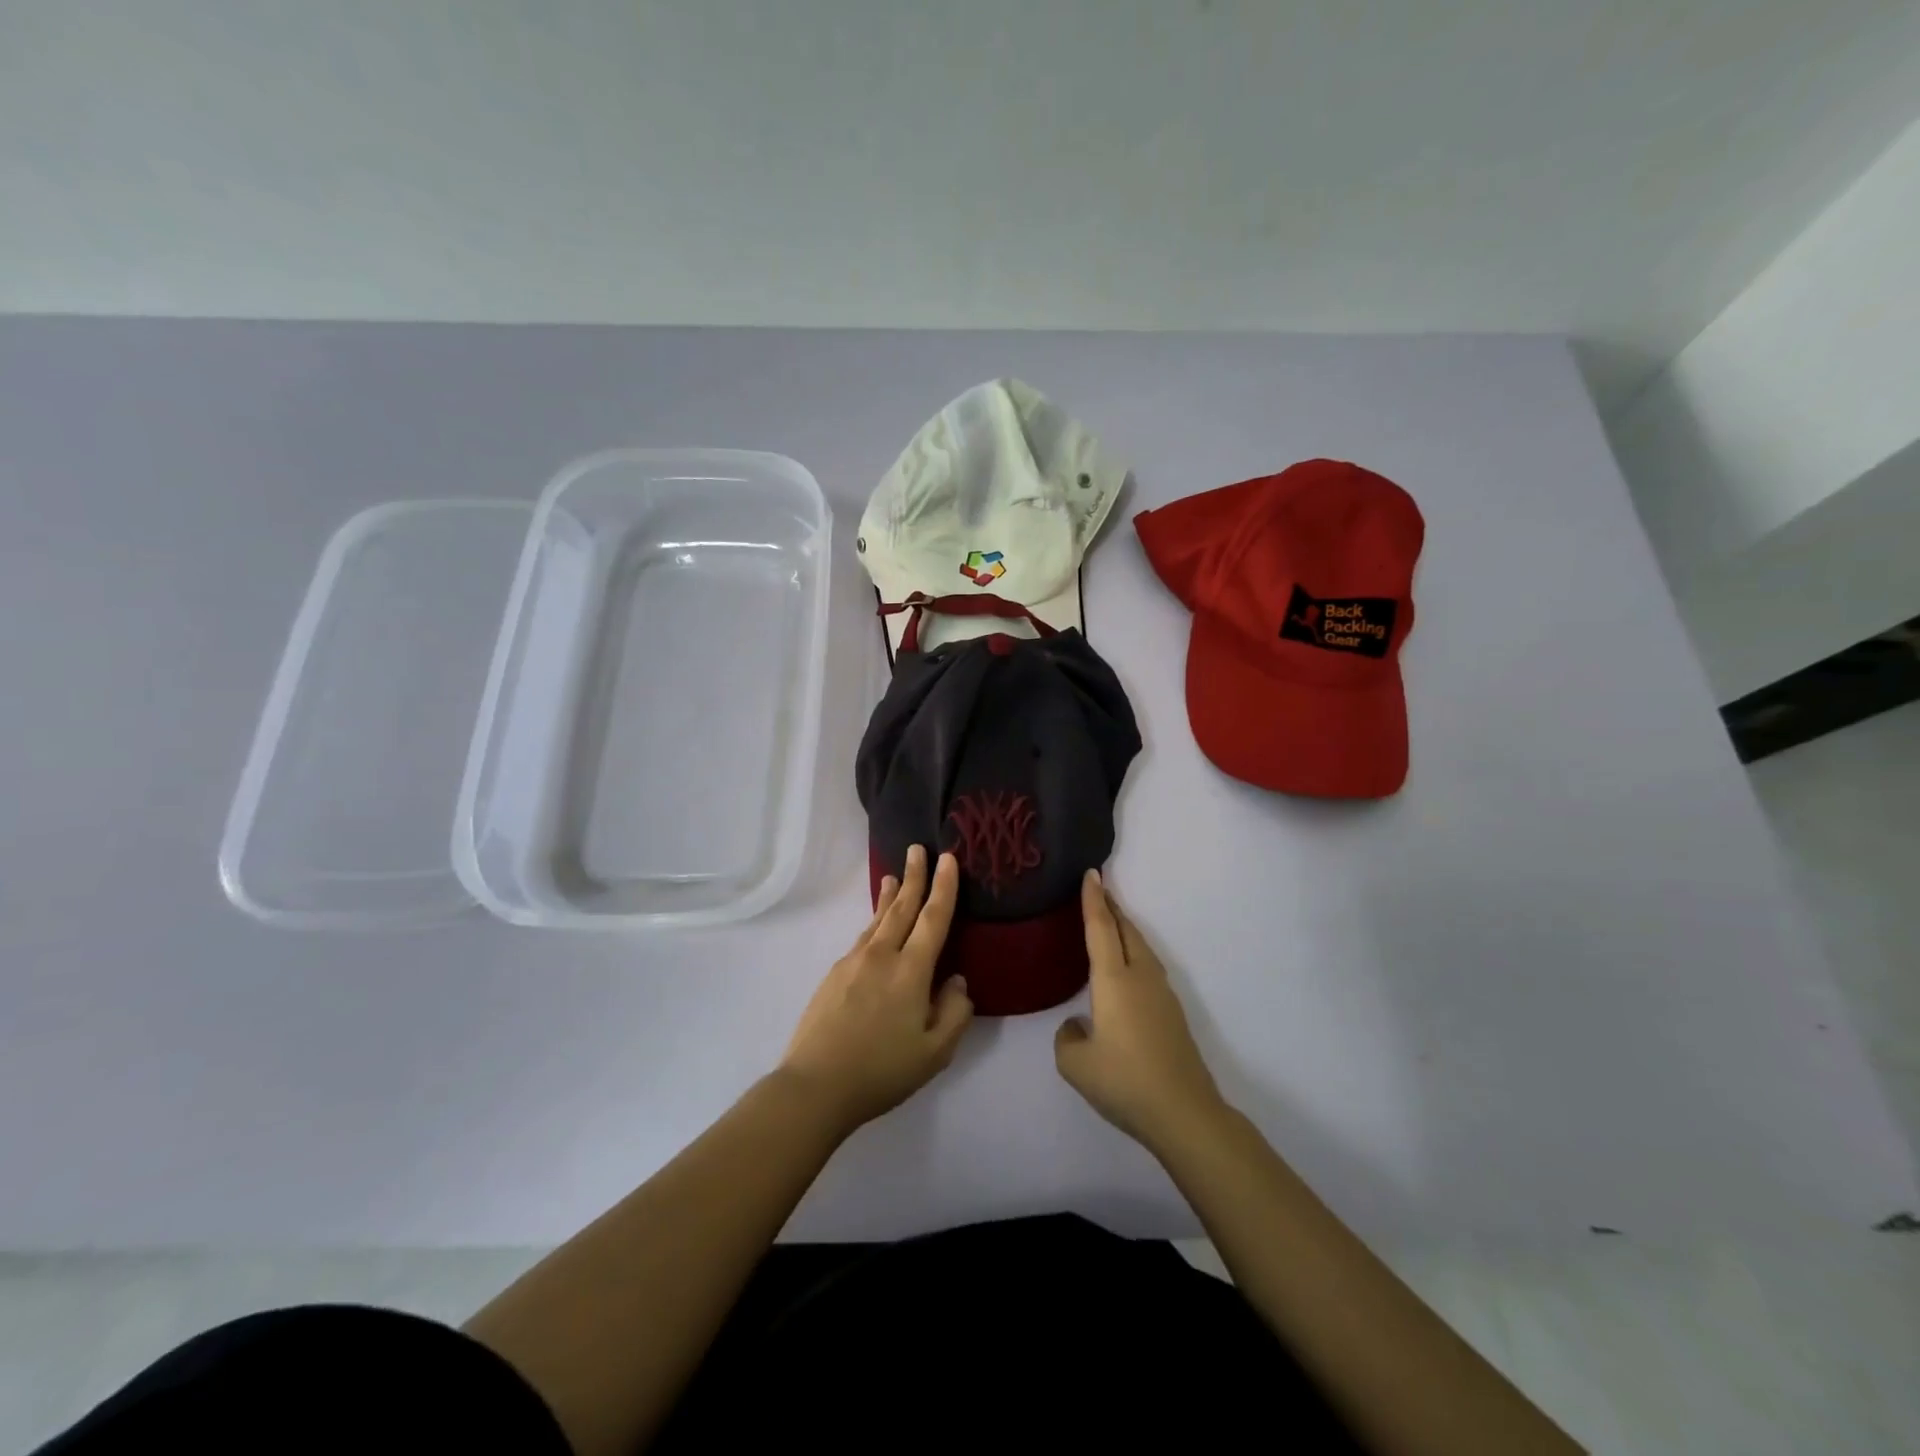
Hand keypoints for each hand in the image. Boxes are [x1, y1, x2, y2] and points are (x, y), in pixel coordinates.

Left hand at [779, 845, 973, 1133]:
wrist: (815, 1086)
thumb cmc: (881, 1071)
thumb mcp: (934, 1053)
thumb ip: (954, 1013)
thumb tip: (957, 981)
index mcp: (910, 971)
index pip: (933, 918)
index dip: (944, 887)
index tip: (948, 859)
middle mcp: (881, 956)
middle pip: (902, 907)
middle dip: (914, 876)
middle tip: (918, 849)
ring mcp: (852, 962)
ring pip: (877, 920)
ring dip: (889, 896)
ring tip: (894, 876)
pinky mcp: (834, 975)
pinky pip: (862, 938)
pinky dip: (874, 922)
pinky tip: (875, 929)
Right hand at [1054, 871, 1226, 1151]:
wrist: (1184, 1112)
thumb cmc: (1125, 1082)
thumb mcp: (1076, 1065)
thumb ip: (1067, 1038)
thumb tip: (1078, 1026)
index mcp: (1114, 980)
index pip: (1100, 928)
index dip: (1093, 900)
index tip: (1092, 873)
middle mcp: (1140, 977)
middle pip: (1126, 931)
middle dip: (1112, 908)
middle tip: (1099, 889)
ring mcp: (1161, 994)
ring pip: (1141, 947)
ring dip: (1125, 930)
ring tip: (1111, 923)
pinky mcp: (1172, 1013)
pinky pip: (1148, 966)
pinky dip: (1133, 952)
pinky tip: (1126, 969)